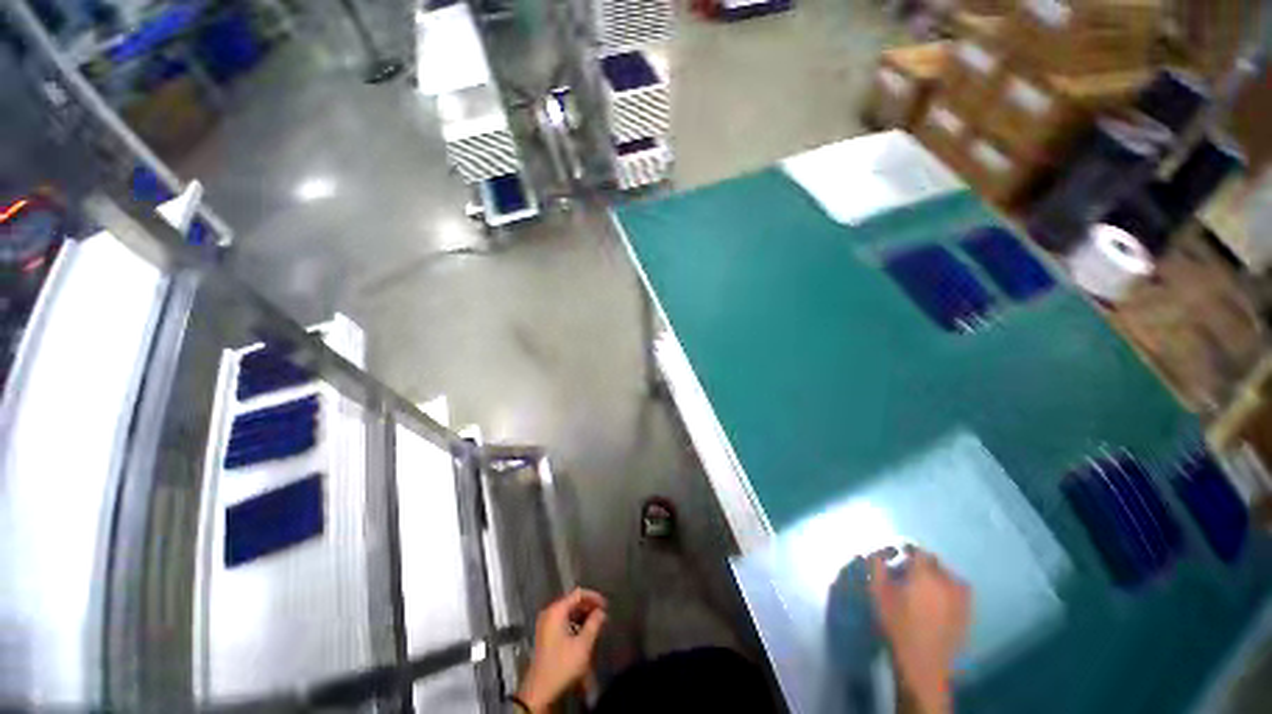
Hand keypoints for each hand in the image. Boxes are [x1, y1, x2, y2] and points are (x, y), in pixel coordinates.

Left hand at [516, 588, 607, 712]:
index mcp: (556, 611)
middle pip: (572, 602)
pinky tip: (584, 632)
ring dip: (582, 615)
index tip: (606, 605)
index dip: (594, 597)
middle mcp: (549, 613)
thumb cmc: (562, 665)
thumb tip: (601, 612)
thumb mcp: (583, 645)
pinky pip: (563, 621)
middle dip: (588, 607)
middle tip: (603, 615)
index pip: (578, 594)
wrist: (540, 691)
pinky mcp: (545, 635)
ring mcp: (545, 624)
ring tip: (596, 623)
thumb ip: (594, 624)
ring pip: (568, 612)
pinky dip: (574, 623)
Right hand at [868, 548, 970, 713]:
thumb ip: (877, 566)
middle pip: (934, 562)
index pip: (918, 550)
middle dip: (921, 564)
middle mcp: (946, 581)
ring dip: (936, 575)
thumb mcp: (878, 592)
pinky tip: (939, 599)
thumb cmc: (897, 624)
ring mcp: (961, 598)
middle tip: (908, 574)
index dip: (907, 550)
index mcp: (924, 574)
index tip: (897, 556)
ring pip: (949, 575)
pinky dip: (950, 588)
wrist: (922, 662)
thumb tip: (877, 551)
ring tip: (924, 587)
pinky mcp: (968, 612)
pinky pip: (960, 590)